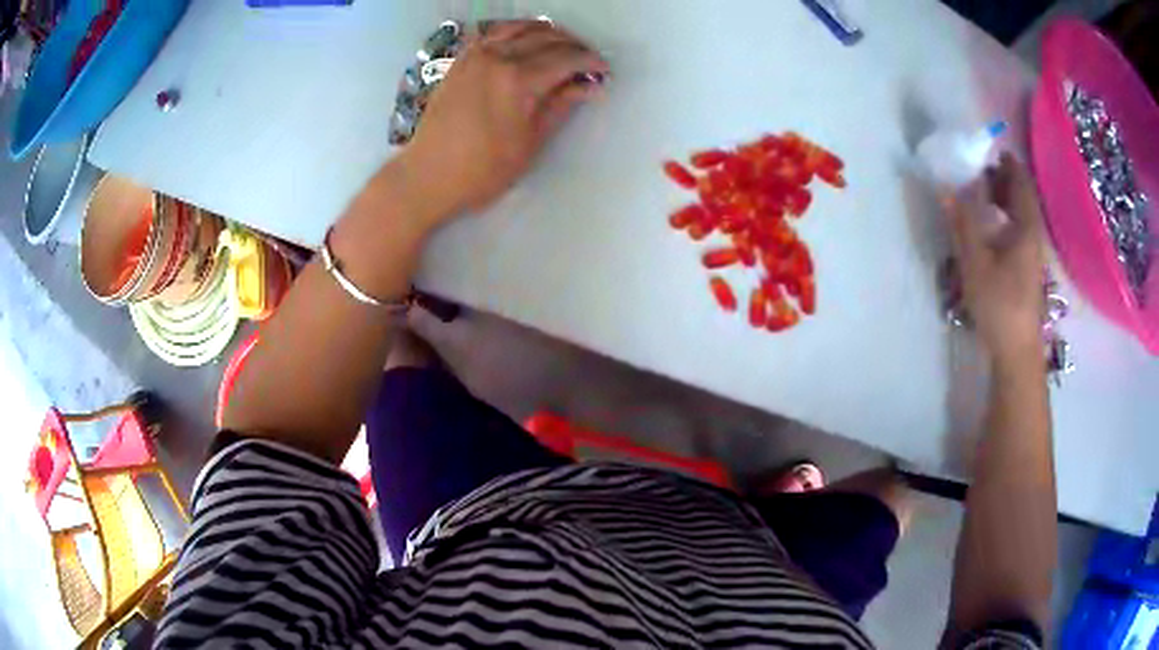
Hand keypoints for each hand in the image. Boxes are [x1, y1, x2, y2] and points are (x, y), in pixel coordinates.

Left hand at [400, 20, 609, 221]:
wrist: (427, 176)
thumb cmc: (482, 170)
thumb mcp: (529, 143)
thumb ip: (559, 106)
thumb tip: (588, 86)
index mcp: (518, 79)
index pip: (566, 58)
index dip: (590, 62)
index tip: (603, 71)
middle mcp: (497, 57)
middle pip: (546, 37)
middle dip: (573, 46)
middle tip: (587, 62)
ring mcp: (475, 55)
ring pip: (520, 28)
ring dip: (547, 33)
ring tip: (561, 49)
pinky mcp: (461, 60)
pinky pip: (494, 32)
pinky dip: (516, 32)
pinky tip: (525, 43)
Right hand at [948, 154, 1045, 360]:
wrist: (1016, 350)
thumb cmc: (999, 304)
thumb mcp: (976, 262)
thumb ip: (963, 223)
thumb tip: (947, 188)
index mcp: (1025, 228)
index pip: (1021, 184)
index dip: (1009, 165)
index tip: (994, 150)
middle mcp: (1033, 237)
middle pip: (1023, 199)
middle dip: (1005, 181)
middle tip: (982, 170)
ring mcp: (1032, 256)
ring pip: (1021, 217)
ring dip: (1005, 201)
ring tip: (983, 196)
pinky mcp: (1026, 271)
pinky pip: (1018, 232)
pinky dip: (1005, 220)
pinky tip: (991, 229)